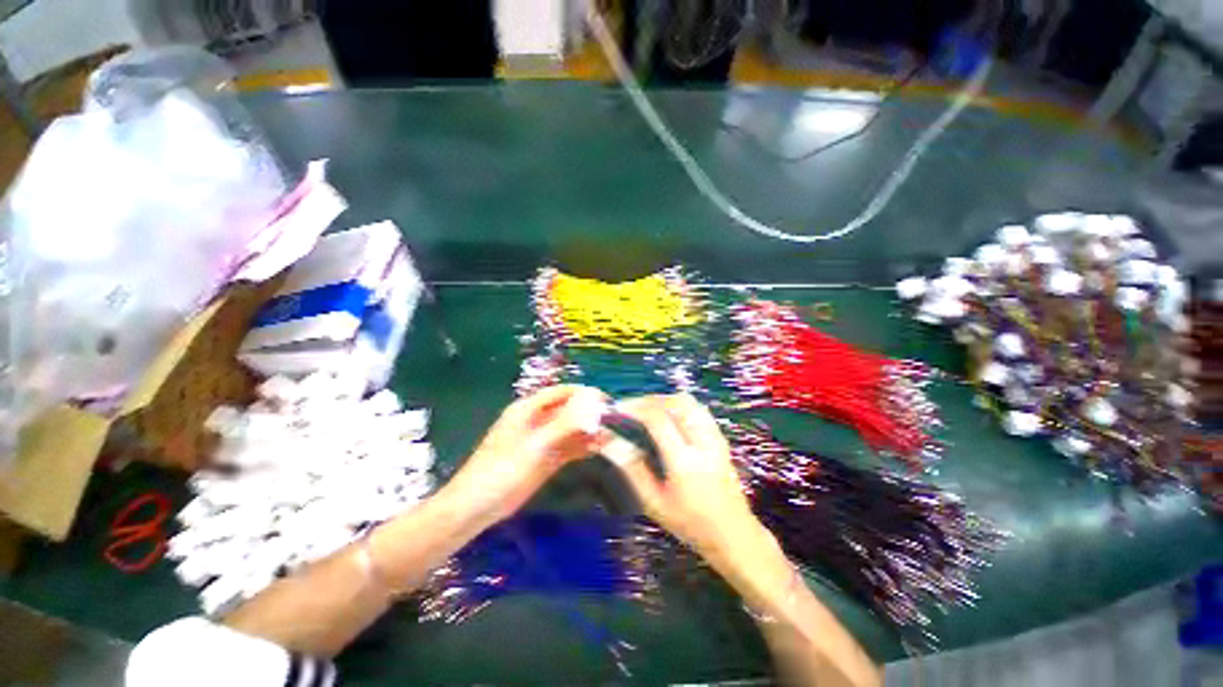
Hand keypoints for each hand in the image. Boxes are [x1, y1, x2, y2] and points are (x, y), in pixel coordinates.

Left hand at [443, 385, 607, 528]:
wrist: (478, 506)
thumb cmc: (504, 469)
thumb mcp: (536, 445)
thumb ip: (564, 426)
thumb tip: (592, 409)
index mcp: (528, 409)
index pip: (561, 392)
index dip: (583, 393)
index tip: (605, 399)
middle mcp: (537, 420)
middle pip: (568, 410)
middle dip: (589, 413)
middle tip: (612, 419)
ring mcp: (542, 440)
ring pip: (570, 430)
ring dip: (588, 431)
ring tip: (611, 434)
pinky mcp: (546, 459)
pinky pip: (567, 447)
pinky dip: (582, 447)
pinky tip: (598, 448)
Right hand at [611, 394, 764, 557]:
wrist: (734, 533)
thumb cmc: (691, 523)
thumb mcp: (654, 503)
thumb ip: (632, 469)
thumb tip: (610, 443)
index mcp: (684, 461)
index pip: (657, 419)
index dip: (634, 408)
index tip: (617, 409)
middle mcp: (702, 442)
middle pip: (674, 402)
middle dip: (647, 400)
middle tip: (629, 408)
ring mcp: (715, 437)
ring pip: (688, 401)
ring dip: (663, 399)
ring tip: (645, 409)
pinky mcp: (720, 437)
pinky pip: (697, 408)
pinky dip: (678, 404)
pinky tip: (668, 415)